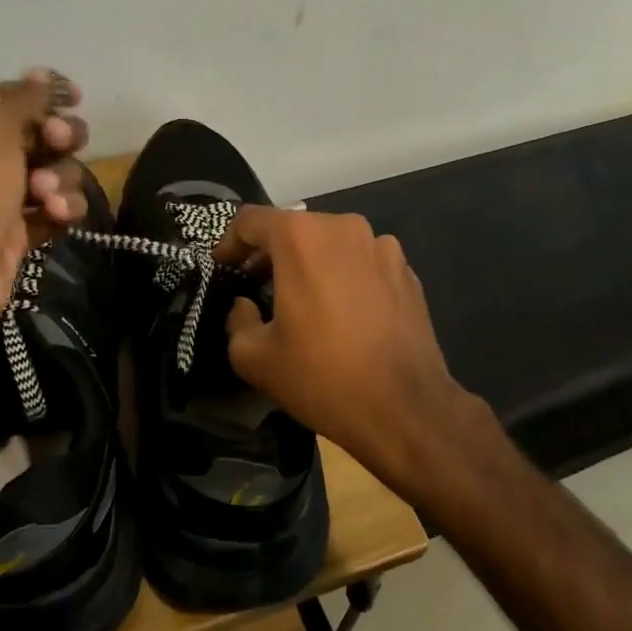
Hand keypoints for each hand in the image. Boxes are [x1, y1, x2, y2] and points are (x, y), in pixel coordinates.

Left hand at [0, 70, 90, 350]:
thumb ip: (23, 99)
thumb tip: (41, 74)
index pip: (10, 96)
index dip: (44, 93)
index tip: (75, 97)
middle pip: (40, 133)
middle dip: (60, 138)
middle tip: (59, 143)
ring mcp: (0, 197)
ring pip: (54, 172)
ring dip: (62, 178)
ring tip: (47, 196)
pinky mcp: (19, 231)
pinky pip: (54, 208)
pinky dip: (61, 209)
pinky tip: (56, 216)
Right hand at [216, 207, 499, 494]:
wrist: (406, 410)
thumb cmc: (323, 378)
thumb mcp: (255, 358)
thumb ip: (236, 320)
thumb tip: (245, 305)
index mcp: (301, 237)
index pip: (250, 220)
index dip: (229, 242)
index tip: (224, 268)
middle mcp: (343, 227)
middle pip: (294, 228)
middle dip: (270, 254)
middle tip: (257, 287)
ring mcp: (382, 246)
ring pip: (331, 244)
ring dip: (310, 263)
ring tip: (303, 301)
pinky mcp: (406, 270)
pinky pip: (362, 262)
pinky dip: (344, 276)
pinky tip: (343, 314)